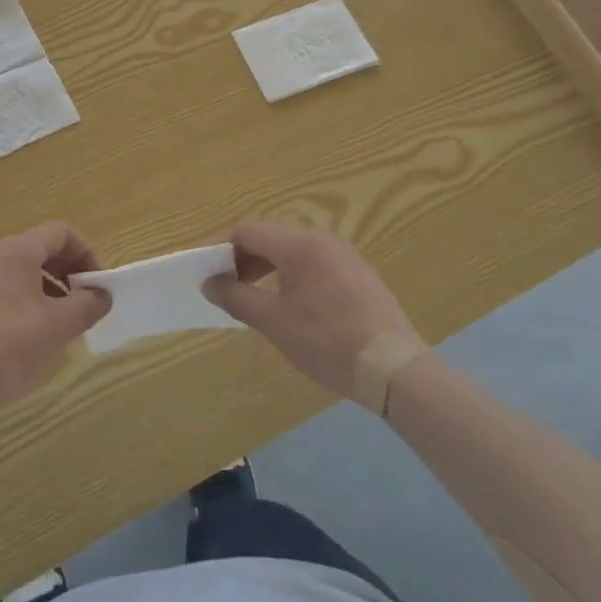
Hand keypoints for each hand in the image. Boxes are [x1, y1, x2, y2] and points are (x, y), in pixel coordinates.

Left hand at [0, 222, 110, 417]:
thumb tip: (103, 295)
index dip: (87, 254)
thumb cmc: (8, 343)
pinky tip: (34, 339)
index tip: (98, 286)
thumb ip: (86, 306)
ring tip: (63, 326)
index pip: (61, 232)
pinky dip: (30, 304)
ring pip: (26, 273)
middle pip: (43, 250)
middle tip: (85, 306)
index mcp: (18, 251)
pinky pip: (9, 292)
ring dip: (52, 291)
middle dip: (70, 273)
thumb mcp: (57, 326)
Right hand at [203, 222, 423, 399]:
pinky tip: (288, 303)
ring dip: (265, 267)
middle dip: (241, 258)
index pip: (247, 231)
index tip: (204, 271)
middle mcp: (322, 240)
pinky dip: (290, 274)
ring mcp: (344, 256)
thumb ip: (237, 297)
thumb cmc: (328, 342)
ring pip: (292, 250)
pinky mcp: (358, 275)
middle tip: (224, 285)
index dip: (220, 247)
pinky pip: (313, 263)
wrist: (396, 371)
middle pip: (269, 237)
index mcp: (299, 244)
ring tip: (251, 296)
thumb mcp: (275, 323)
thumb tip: (209, 283)